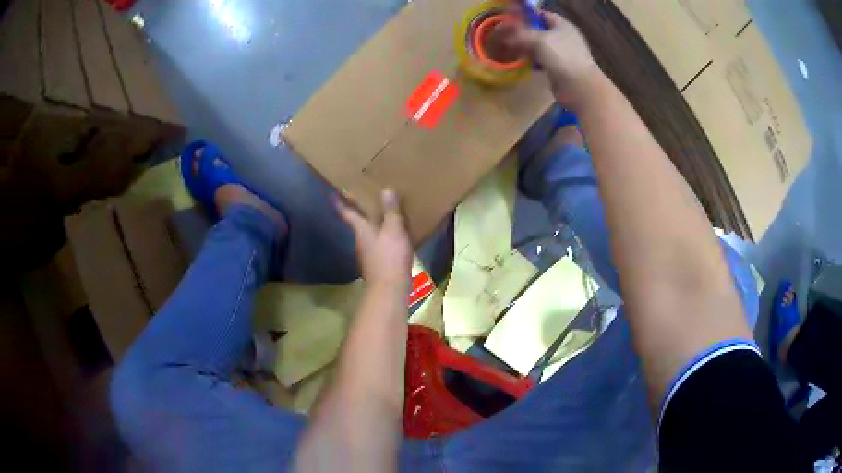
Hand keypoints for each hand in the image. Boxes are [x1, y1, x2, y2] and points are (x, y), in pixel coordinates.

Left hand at [336, 189, 412, 288]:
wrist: (389, 288)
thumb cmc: (389, 256)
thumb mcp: (393, 230)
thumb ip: (391, 211)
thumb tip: (385, 190)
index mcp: (361, 229)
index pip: (347, 212)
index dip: (339, 202)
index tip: (331, 194)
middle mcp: (361, 240)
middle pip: (357, 222)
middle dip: (358, 210)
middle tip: (361, 197)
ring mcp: (368, 253)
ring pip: (367, 232)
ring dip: (371, 223)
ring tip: (380, 213)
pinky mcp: (377, 262)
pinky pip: (378, 243)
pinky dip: (382, 235)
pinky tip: (392, 234)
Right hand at [500, 11, 600, 104]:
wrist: (579, 86)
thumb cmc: (561, 56)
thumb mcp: (538, 40)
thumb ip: (521, 35)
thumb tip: (507, 37)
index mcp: (563, 26)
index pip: (543, 15)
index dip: (528, 17)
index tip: (513, 22)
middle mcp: (564, 38)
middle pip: (541, 32)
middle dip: (525, 35)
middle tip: (509, 38)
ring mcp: (563, 54)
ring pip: (541, 47)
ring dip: (528, 49)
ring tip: (513, 51)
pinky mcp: (560, 69)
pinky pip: (543, 61)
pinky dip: (533, 62)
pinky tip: (524, 64)